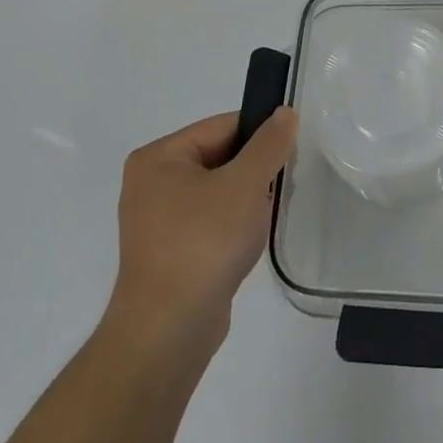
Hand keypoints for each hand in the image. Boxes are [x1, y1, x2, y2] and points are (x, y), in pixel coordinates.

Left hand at [107, 108, 296, 353]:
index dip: (260, 135)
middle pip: (219, 157)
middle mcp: (151, 182)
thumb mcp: (245, 183)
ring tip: (265, 218)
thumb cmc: (204, 242)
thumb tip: (285, 113)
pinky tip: (248, 242)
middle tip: (283, 186)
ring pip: (218, 191)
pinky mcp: (169, 251)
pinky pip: (210, 221)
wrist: (169, 330)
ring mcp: (157, 220)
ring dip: (246, 200)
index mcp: (159, 157)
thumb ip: (269, 144)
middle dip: (254, 172)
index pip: (222, 126)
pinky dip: (233, 225)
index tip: (291, 153)